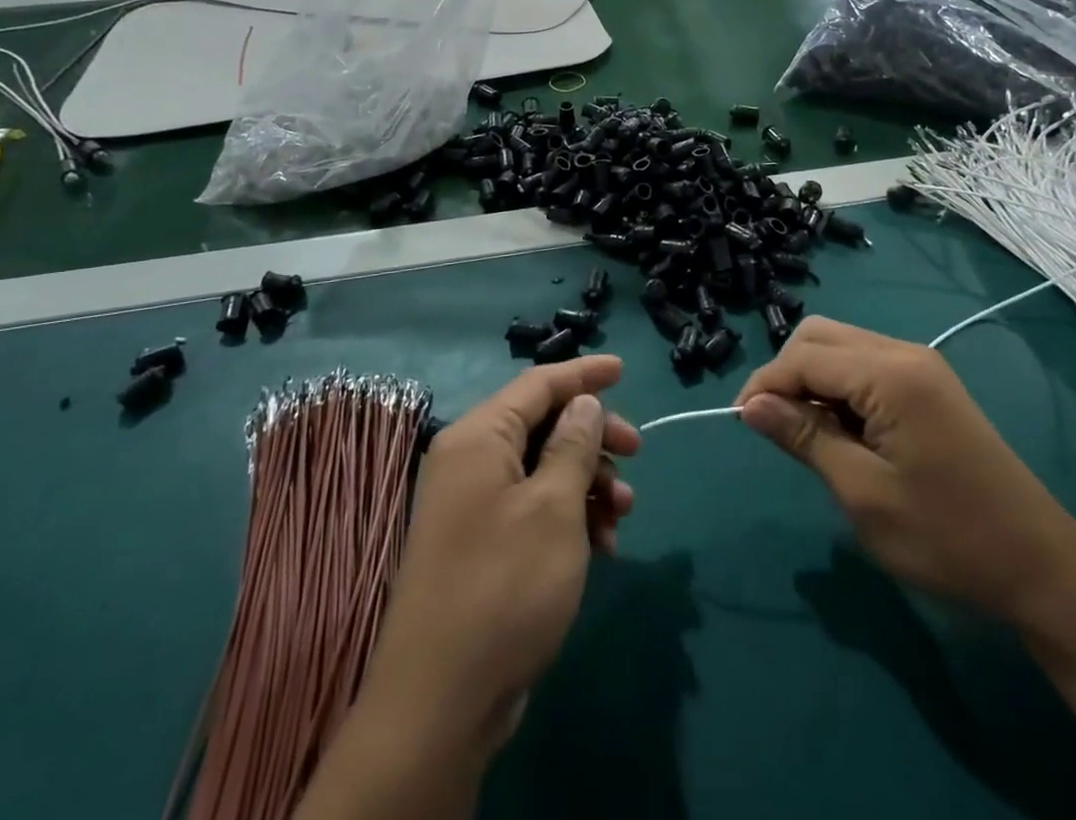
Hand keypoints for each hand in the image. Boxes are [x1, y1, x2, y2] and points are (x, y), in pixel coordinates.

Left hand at [351, 356, 638, 756]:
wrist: (439, 706)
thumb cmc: (504, 586)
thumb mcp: (554, 508)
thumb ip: (573, 445)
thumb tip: (583, 403)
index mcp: (479, 438)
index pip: (538, 384)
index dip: (583, 374)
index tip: (624, 369)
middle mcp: (471, 462)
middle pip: (544, 425)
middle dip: (594, 437)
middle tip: (636, 453)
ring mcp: (474, 506)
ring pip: (544, 469)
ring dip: (588, 483)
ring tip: (623, 516)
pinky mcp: (483, 546)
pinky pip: (534, 508)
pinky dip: (571, 517)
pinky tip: (603, 546)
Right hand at [737, 318, 1075, 622]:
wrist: (1041, 566)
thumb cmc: (947, 537)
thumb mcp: (863, 494)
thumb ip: (805, 438)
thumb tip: (750, 405)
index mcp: (889, 374)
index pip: (805, 356)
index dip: (765, 384)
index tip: (741, 423)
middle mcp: (904, 352)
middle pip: (820, 336)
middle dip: (787, 374)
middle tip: (774, 427)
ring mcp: (921, 365)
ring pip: (842, 346)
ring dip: (812, 380)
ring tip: (807, 435)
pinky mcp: (929, 383)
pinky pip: (866, 365)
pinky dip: (840, 387)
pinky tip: (842, 431)